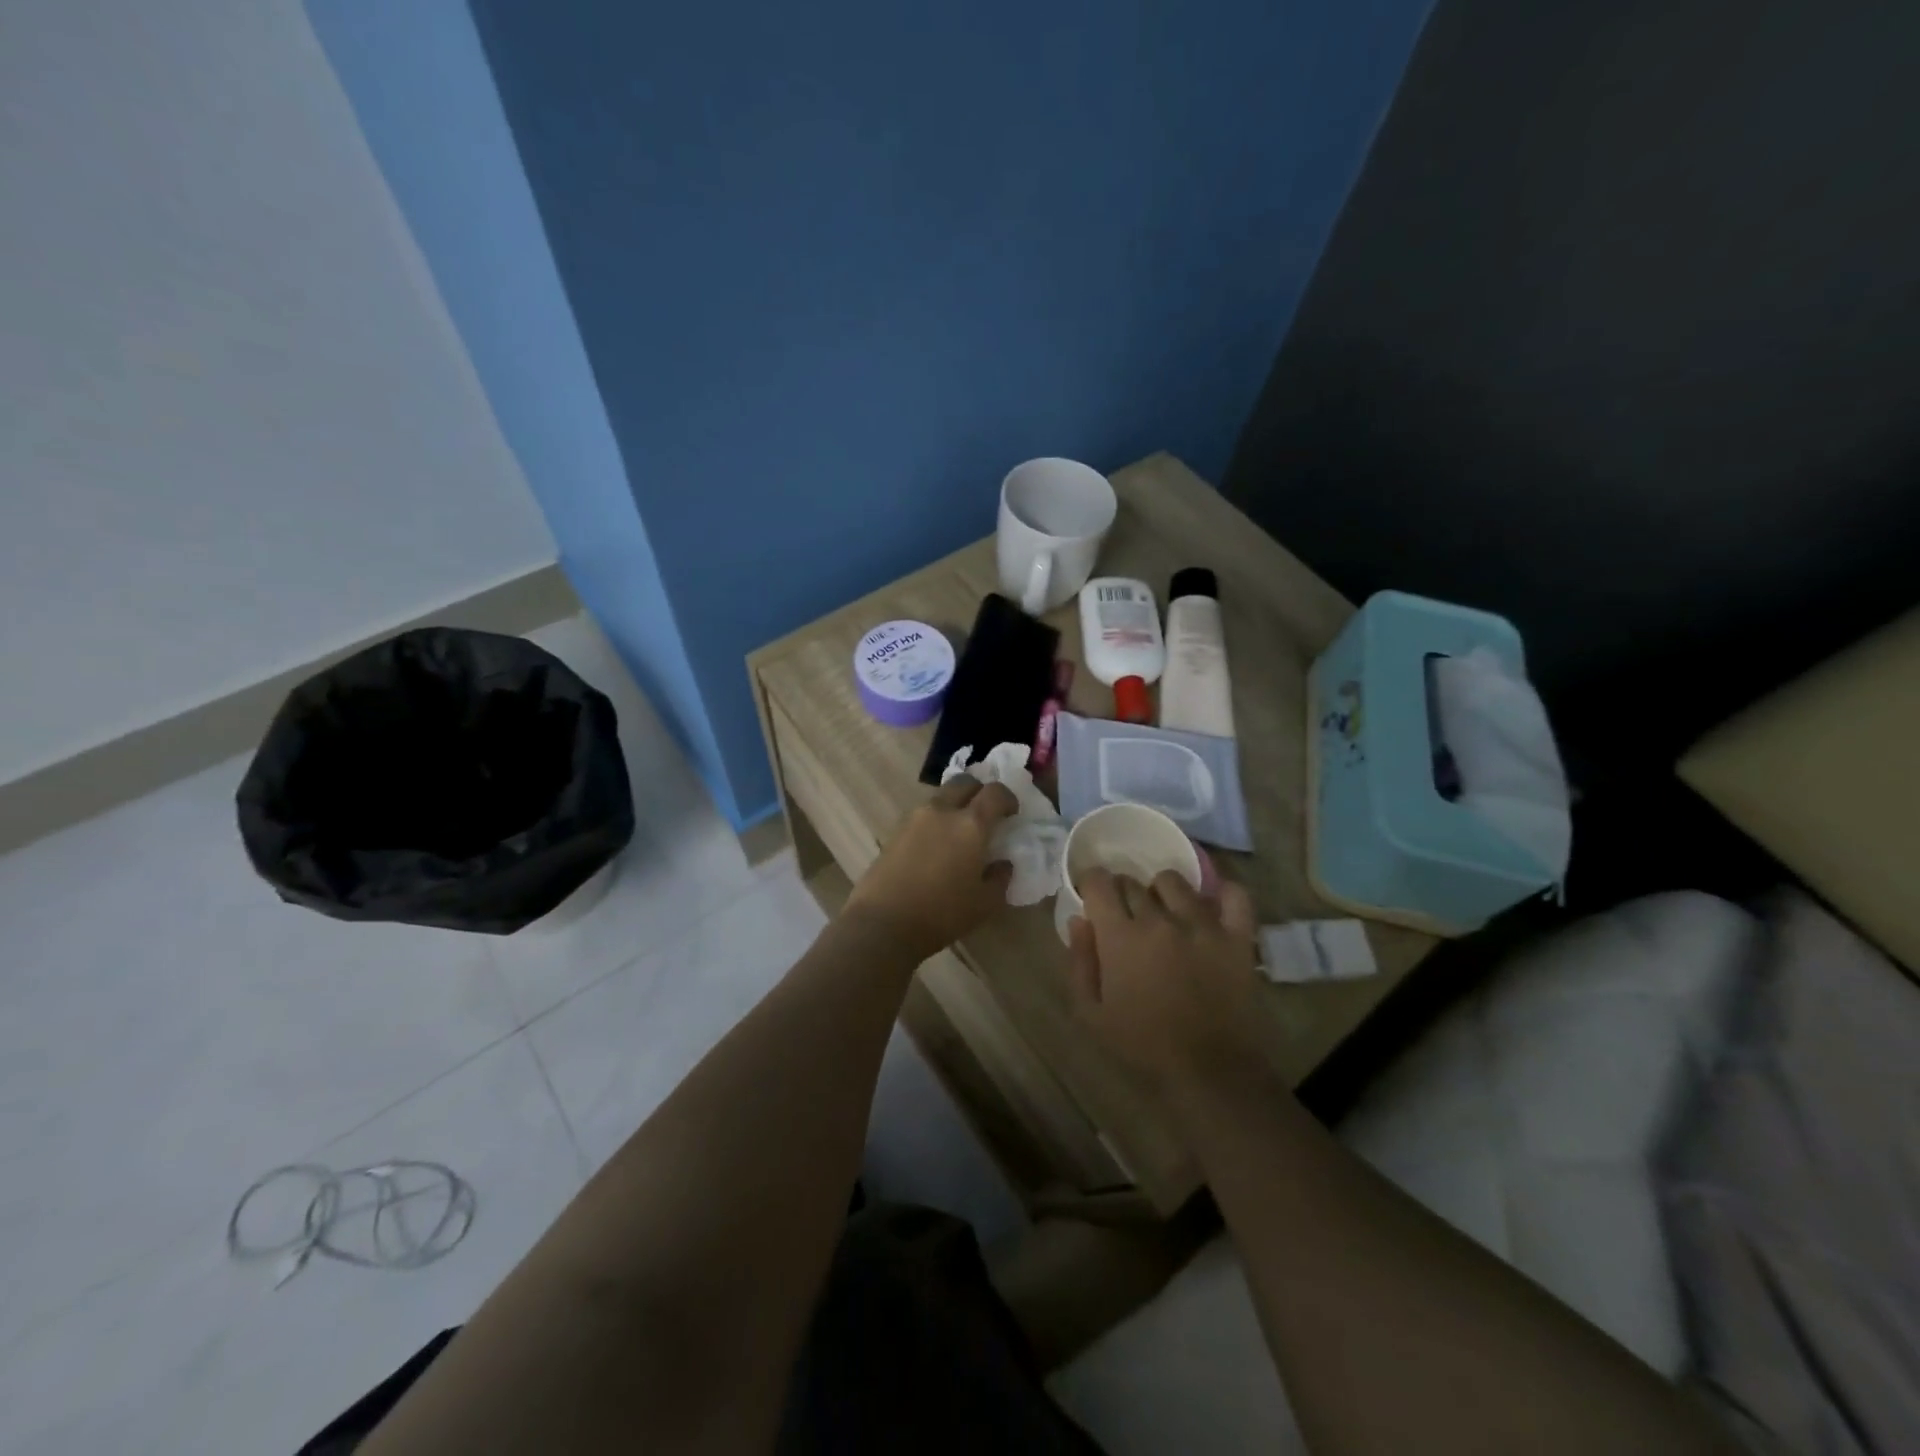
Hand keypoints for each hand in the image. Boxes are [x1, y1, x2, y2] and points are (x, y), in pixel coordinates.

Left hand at [843, 774, 1017, 963]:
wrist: (883, 923)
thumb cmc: (942, 913)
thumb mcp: (985, 903)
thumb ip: (1000, 877)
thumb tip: (1003, 863)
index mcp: (970, 824)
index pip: (995, 792)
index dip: (1008, 798)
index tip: (1012, 814)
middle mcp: (942, 811)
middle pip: (964, 783)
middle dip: (979, 792)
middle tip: (985, 815)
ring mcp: (914, 818)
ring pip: (940, 797)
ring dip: (955, 805)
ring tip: (959, 833)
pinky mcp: (895, 831)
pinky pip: (922, 815)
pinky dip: (935, 821)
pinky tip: (936, 847)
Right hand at [1065, 868, 1263, 1090]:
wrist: (1209, 1072)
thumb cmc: (1143, 1045)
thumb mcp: (1091, 1013)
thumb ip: (1080, 962)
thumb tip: (1079, 920)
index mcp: (1120, 936)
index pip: (1099, 882)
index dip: (1091, 885)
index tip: (1093, 899)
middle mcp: (1159, 919)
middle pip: (1133, 882)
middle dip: (1123, 893)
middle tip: (1127, 918)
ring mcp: (1202, 925)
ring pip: (1175, 882)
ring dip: (1163, 892)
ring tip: (1167, 914)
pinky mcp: (1237, 937)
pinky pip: (1235, 897)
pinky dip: (1224, 894)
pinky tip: (1214, 906)